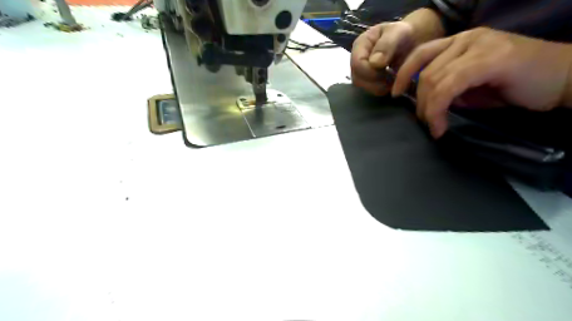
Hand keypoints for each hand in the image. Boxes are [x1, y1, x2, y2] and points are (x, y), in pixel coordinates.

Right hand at [348, 22, 416, 95]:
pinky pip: (370, 90)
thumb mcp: (398, 32)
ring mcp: (360, 72)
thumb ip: (386, 45)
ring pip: (363, 87)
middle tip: (392, 78)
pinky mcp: (367, 81)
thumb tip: (374, 63)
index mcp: (360, 45)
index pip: (357, 64)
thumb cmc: (403, 34)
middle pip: (357, 79)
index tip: (388, 71)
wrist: (410, 40)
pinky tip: (391, 83)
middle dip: (375, 82)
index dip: (371, 72)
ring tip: (393, 80)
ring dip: (379, 87)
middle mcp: (356, 60)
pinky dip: (382, 89)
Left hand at [394, 28, 571, 137]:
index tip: (395, 95)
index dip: (403, 75)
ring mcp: (479, 46)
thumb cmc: (516, 84)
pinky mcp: (490, 59)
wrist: (564, 79)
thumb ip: (448, 87)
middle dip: (418, 102)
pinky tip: (440, 127)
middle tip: (424, 122)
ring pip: (434, 79)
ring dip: (427, 109)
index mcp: (459, 42)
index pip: (420, 54)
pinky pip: (450, 86)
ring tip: (433, 127)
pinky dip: (439, 109)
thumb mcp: (471, 87)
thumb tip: (427, 100)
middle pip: (425, 72)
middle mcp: (466, 39)